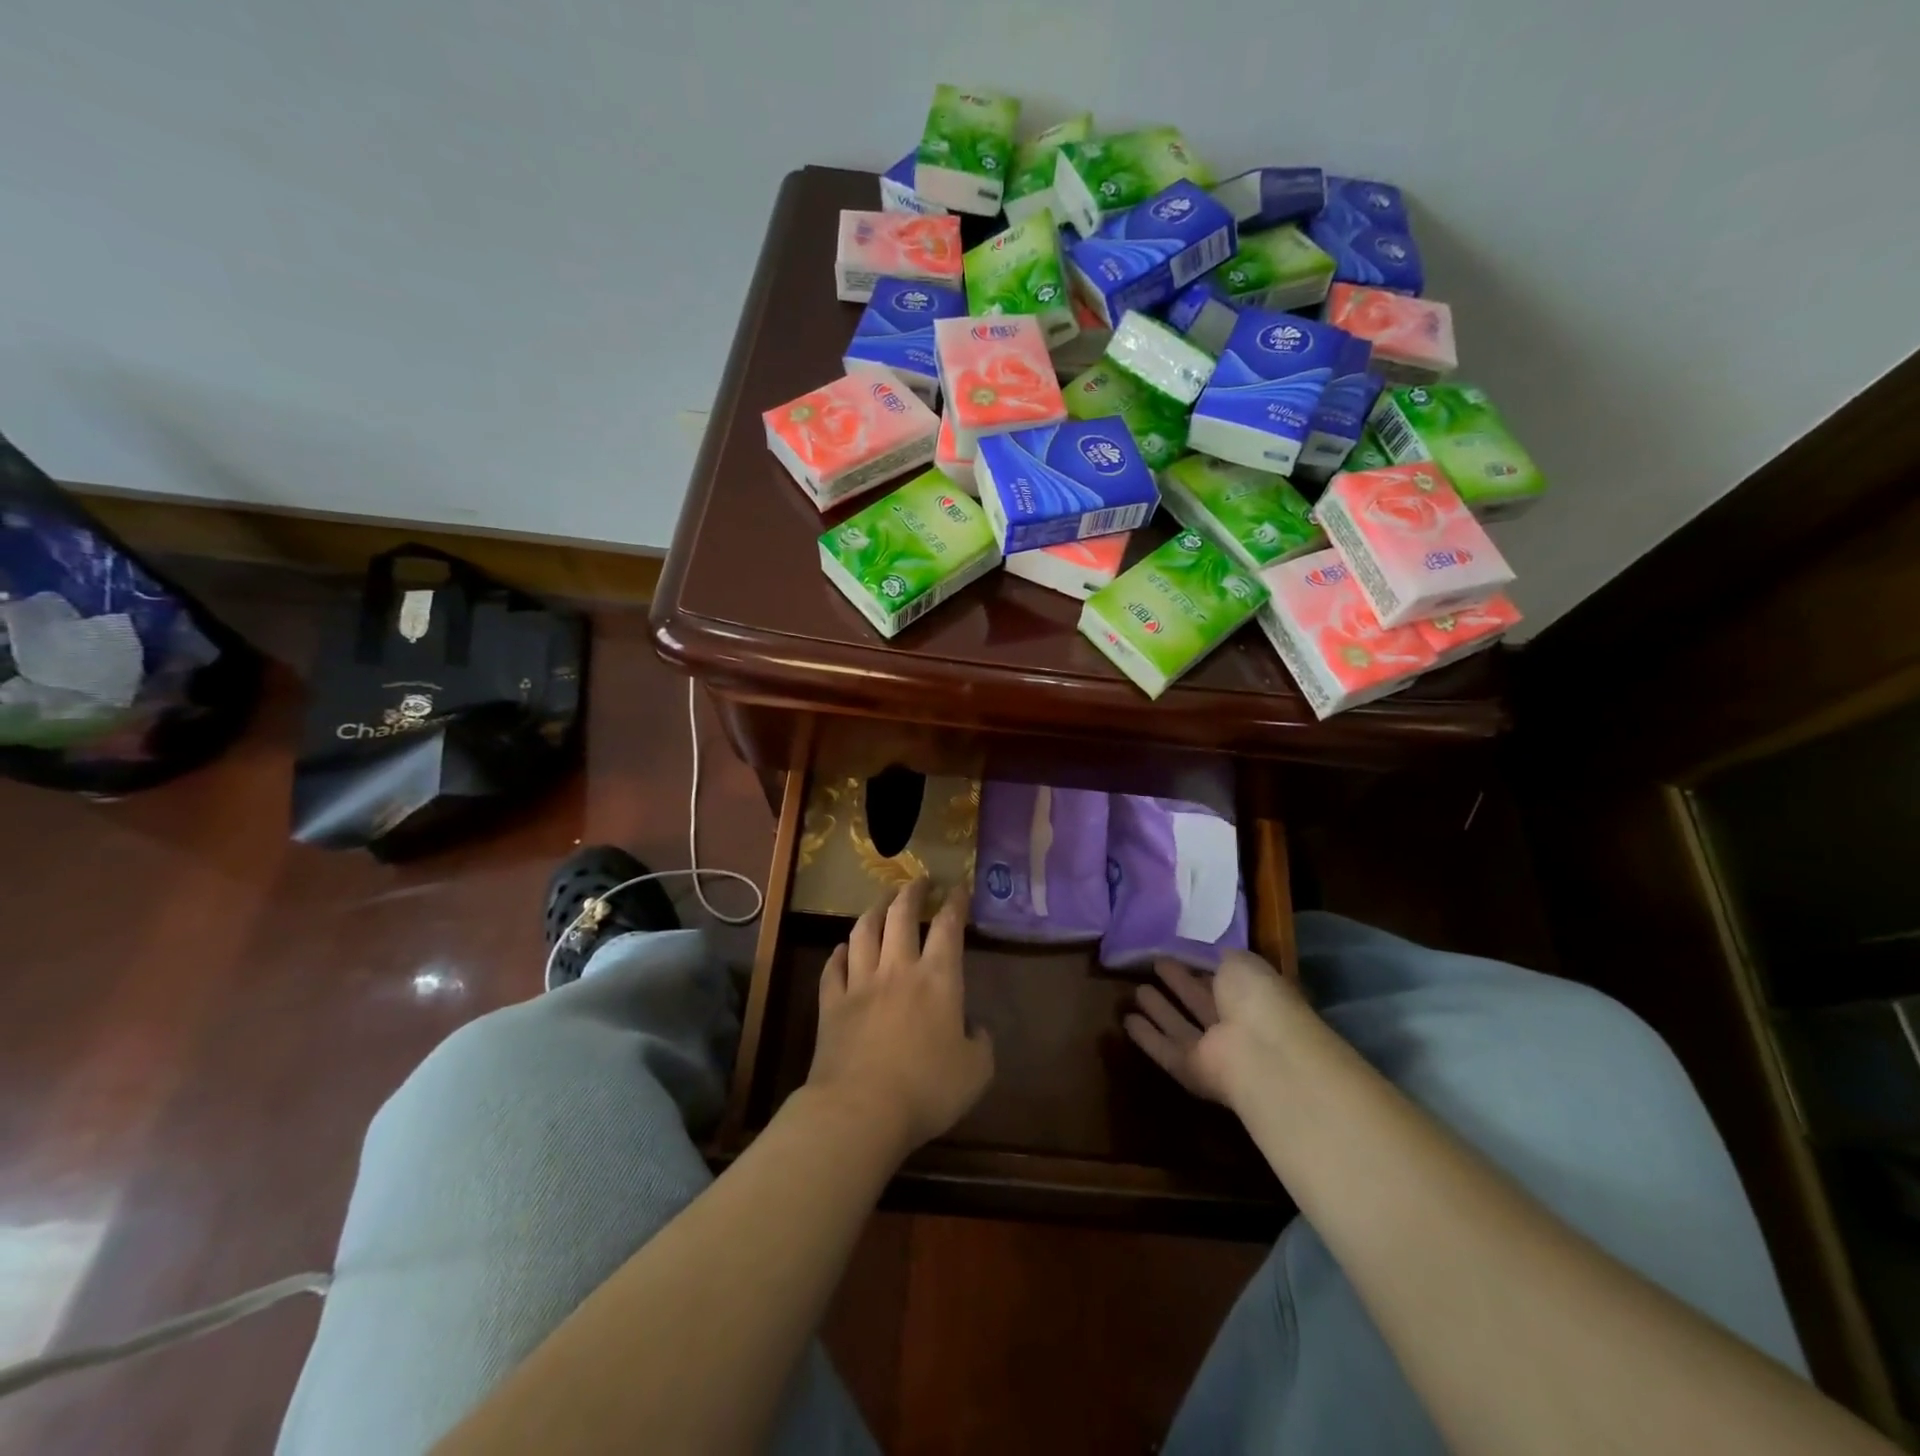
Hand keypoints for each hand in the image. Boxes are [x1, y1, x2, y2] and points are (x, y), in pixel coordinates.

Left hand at [807, 879, 994, 1155]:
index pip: (948, 926)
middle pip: (901, 915)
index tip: (958, 887)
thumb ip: (981, 1043)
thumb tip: (974, 1028)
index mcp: (938, 979)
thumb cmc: (926, 1089)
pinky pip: (833, 968)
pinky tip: (842, 949)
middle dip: (911, 892)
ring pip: (863, 932)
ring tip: (881, 902)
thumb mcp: (976, 1072)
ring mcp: (860, 983)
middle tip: (918, 881)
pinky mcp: (831, 1004)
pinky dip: (838, 954)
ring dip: (873, 911)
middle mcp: (898, 969)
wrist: (860, 1109)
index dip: (955, 902)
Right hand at [1123, 950, 1310, 1112]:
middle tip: (1154, 964)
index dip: (1201, 965)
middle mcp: (1234, 1024)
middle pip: (1200, 1001)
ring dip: (1160, 1009)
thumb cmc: (1258, 1000)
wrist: (1264, 1056)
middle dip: (1179, 983)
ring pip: (1181, 1026)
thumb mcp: (1242, 962)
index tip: (1177, 950)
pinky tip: (1126, 1021)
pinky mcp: (1191, 1071)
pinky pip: (1165, 1049)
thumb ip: (1223, 957)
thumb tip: (1211, 954)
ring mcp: (1214, 1051)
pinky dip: (1147, 1037)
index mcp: (1252, 996)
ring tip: (1136, 990)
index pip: (1222, 979)